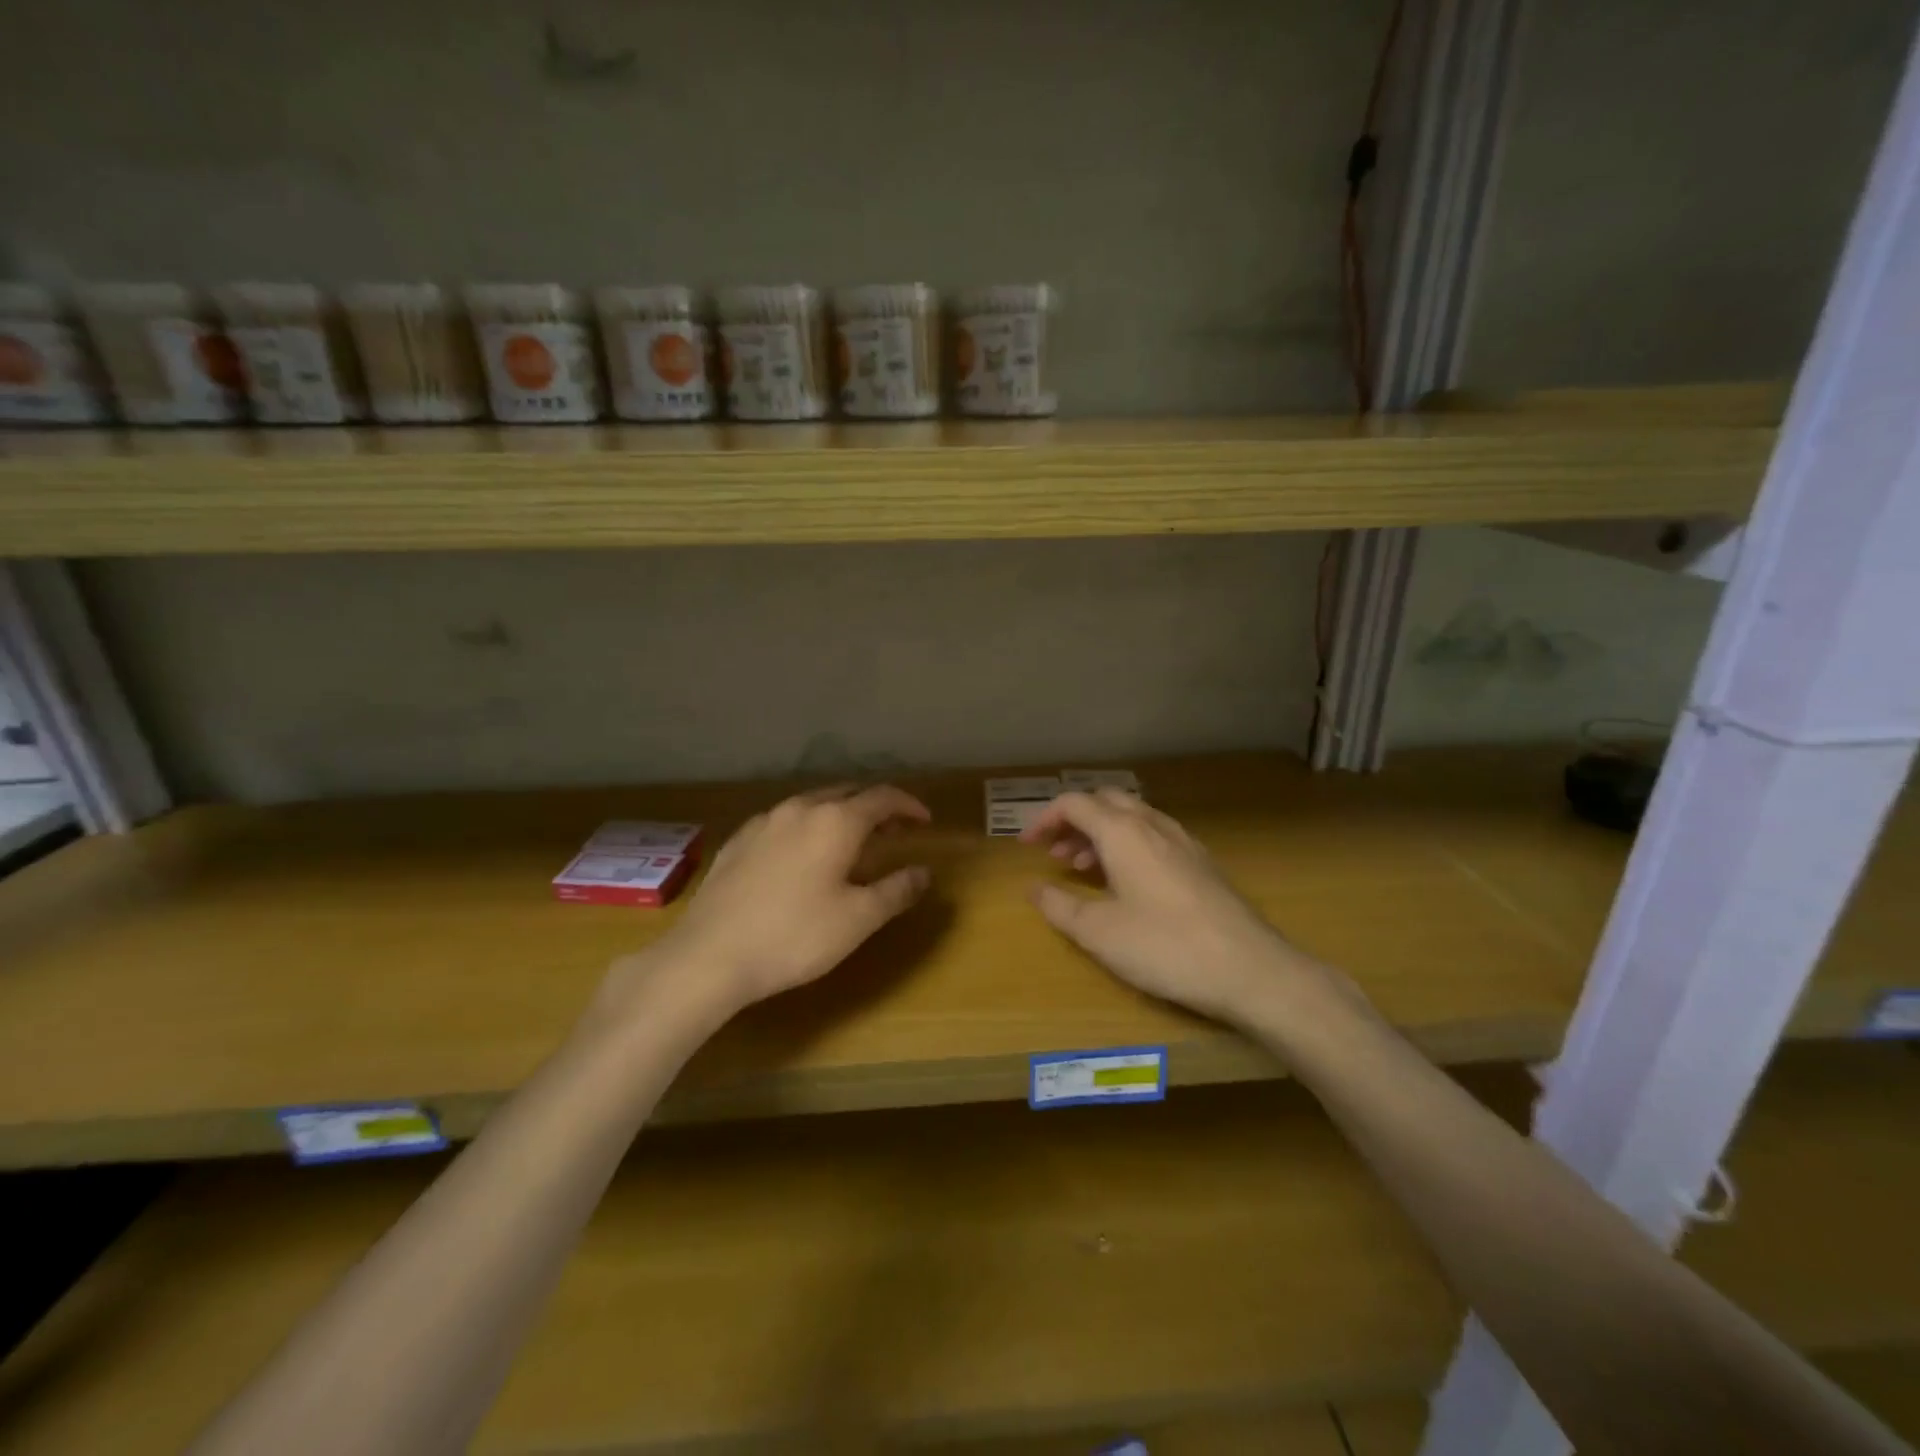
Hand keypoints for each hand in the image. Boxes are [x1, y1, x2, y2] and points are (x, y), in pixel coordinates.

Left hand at [649, 784, 931, 1013]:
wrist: (709, 955)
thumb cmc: (794, 936)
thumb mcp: (858, 919)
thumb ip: (896, 890)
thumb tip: (924, 872)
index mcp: (835, 821)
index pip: (882, 797)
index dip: (908, 805)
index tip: (924, 821)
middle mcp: (800, 809)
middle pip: (847, 793)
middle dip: (875, 808)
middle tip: (892, 832)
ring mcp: (764, 821)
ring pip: (813, 804)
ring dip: (839, 816)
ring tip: (850, 843)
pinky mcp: (738, 840)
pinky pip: (784, 821)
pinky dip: (807, 828)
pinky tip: (802, 856)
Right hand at [1020, 789, 1320, 1023]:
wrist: (1250, 969)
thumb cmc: (1165, 946)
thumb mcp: (1099, 933)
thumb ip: (1060, 906)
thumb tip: (1033, 888)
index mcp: (1123, 832)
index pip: (1074, 804)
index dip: (1045, 820)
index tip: (1028, 846)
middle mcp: (1153, 825)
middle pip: (1105, 802)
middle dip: (1074, 822)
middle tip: (1055, 854)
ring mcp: (1183, 841)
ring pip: (1132, 818)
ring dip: (1101, 834)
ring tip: (1084, 870)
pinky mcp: (1202, 863)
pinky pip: (1154, 836)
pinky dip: (1129, 845)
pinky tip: (1128, 882)